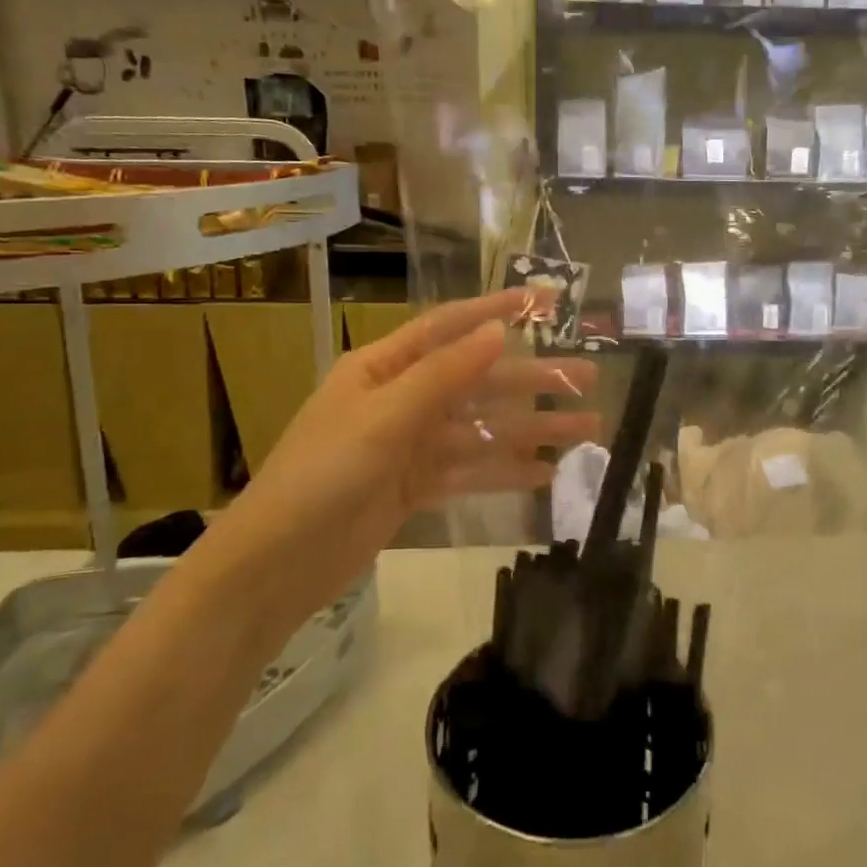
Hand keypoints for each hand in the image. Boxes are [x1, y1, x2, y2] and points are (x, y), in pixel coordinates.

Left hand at [227, 290, 598, 608]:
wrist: (277, 565)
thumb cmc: (323, 475)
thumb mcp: (384, 418)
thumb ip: (443, 376)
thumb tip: (498, 332)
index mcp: (383, 369)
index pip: (447, 328)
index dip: (495, 311)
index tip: (543, 302)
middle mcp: (400, 399)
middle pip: (477, 383)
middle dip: (532, 382)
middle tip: (588, 380)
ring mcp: (409, 445)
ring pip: (481, 429)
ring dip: (530, 430)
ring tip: (585, 431)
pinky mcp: (416, 486)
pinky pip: (469, 470)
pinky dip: (504, 471)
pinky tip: (545, 474)